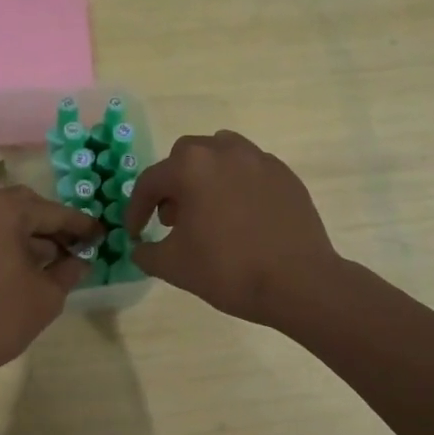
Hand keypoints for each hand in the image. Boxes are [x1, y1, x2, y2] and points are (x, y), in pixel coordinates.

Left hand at [0, 186, 98, 392]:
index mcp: (4, 211)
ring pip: (7, 219)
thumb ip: (69, 270)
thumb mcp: (47, 296)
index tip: (103, 234)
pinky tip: (29, 267)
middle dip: (54, 225)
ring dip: (33, 235)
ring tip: (59, 260)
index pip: (54, 212)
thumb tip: (82, 260)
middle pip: (28, 206)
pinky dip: (11, 242)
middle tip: (79, 246)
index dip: (81, 225)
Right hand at [125, 131, 338, 326]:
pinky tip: (241, 217)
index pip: (150, 181)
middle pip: (185, 157)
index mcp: (191, 167)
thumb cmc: (228, 270)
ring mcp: (259, 160)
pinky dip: (237, 185)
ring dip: (205, 177)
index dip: (136, 209)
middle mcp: (224, 151)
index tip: (135, 233)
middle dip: (173, 185)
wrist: (298, 282)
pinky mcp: (285, 175)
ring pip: (221, 155)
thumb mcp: (173, 267)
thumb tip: (140, 247)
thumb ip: (146, 252)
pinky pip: (250, 170)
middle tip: (173, 219)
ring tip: (208, 210)